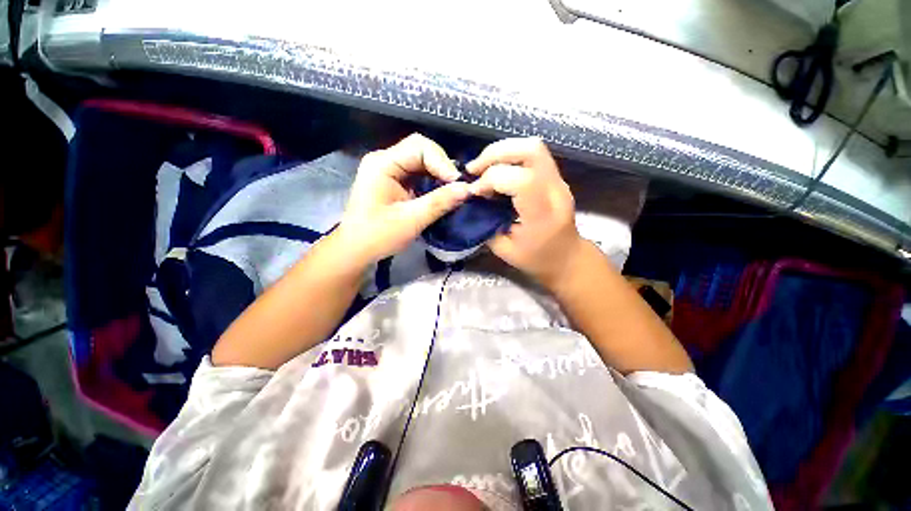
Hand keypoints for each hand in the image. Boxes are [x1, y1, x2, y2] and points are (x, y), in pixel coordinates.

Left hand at [336, 133, 470, 265]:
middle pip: (421, 150)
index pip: (419, 147)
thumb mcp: (411, 220)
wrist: (356, 250)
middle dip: (442, 167)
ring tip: (453, 190)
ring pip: (422, 161)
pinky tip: (441, 193)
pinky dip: (432, 181)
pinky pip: (418, 173)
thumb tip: (467, 189)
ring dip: (439, 174)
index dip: (442, 162)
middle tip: (458, 186)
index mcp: (382, 164)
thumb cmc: (378, 236)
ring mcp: (388, 170)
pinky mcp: (394, 181)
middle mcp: (385, 160)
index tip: (458, 184)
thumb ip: (439, 202)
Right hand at [466, 138, 582, 286]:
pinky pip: (532, 155)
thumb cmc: (537, 259)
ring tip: (482, 168)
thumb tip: (471, 202)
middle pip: (530, 151)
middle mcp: (555, 191)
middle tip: (474, 170)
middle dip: (495, 154)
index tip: (475, 193)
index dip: (491, 180)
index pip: (520, 180)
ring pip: (532, 147)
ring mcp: (558, 181)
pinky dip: (509, 157)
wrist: (567, 258)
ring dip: (502, 152)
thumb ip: (486, 225)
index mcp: (543, 214)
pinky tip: (496, 171)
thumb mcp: (504, 250)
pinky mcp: (555, 177)